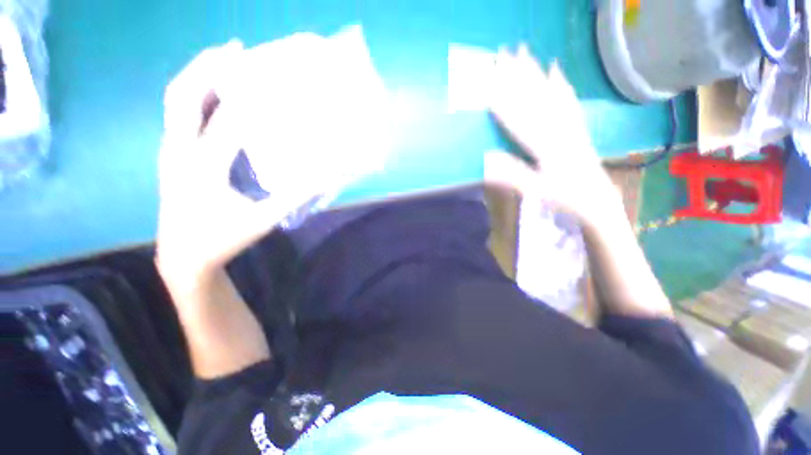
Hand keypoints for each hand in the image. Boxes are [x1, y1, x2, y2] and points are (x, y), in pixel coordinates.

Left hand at [156, 42, 293, 287]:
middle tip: (237, 49)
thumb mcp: (264, 220)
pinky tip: (219, 96)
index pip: (228, 122)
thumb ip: (295, 197)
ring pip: (177, 101)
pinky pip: (181, 115)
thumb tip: (325, 177)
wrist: (183, 257)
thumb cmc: (223, 239)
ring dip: (200, 76)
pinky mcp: (171, 155)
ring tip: (227, 60)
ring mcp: (170, 151)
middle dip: (208, 66)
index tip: (276, 79)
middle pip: (183, 94)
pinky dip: (198, 96)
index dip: (253, 98)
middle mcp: (178, 151)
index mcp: (202, 168)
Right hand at [485, 45, 619, 225]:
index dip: (502, 101)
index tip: (487, 83)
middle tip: (502, 53)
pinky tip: (555, 68)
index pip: (519, 119)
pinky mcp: (576, 125)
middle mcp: (559, 128)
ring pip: (550, 92)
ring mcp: (569, 124)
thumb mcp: (537, 192)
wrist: (598, 199)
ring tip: (523, 51)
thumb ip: (513, 175)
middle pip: (535, 97)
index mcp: (547, 146)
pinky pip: (567, 99)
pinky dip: (560, 82)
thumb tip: (487, 159)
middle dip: (517, 74)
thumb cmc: (565, 198)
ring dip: (535, 71)